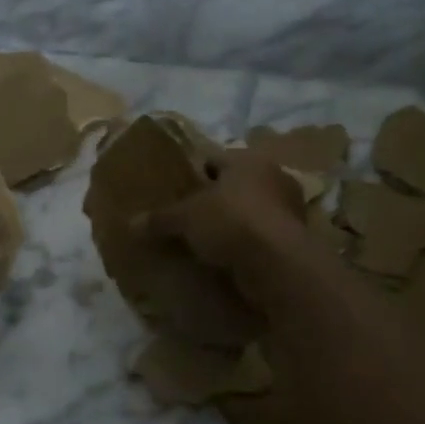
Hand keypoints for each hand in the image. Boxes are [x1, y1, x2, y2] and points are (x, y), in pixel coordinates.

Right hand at [145, 147, 307, 310]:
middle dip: (214, 200)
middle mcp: (273, 178)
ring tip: (205, 240)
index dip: (194, 172)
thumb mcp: (185, 218)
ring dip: (231, 223)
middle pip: (234, 186)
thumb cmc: (230, 222)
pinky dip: (245, 245)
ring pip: (250, 211)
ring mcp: (289, 210)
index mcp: (247, 161)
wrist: (277, 264)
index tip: (177, 188)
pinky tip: (225, 257)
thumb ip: (159, 218)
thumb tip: (130, 224)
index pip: (215, 159)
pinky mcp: (294, 240)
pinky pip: (260, 236)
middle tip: (188, 215)